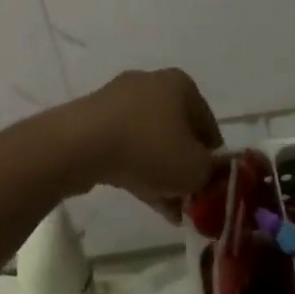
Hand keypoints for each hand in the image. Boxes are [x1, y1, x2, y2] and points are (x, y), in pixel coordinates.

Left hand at [73, 68, 221, 221]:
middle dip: (184, 168)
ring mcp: (118, 100)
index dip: (213, 160)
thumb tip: (214, 174)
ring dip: (161, 174)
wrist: (79, 145)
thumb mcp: (195, 169)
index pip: (208, 126)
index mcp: (181, 85)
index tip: (210, 188)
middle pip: (177, 133)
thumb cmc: (149, 149)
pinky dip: (136, 169)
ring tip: (168, 210)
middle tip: (188, 200)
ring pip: (150, 142)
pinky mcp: (94, 119)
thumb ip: (213, 173)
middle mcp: (150, 83)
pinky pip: (124, 146)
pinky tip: (144, 199)